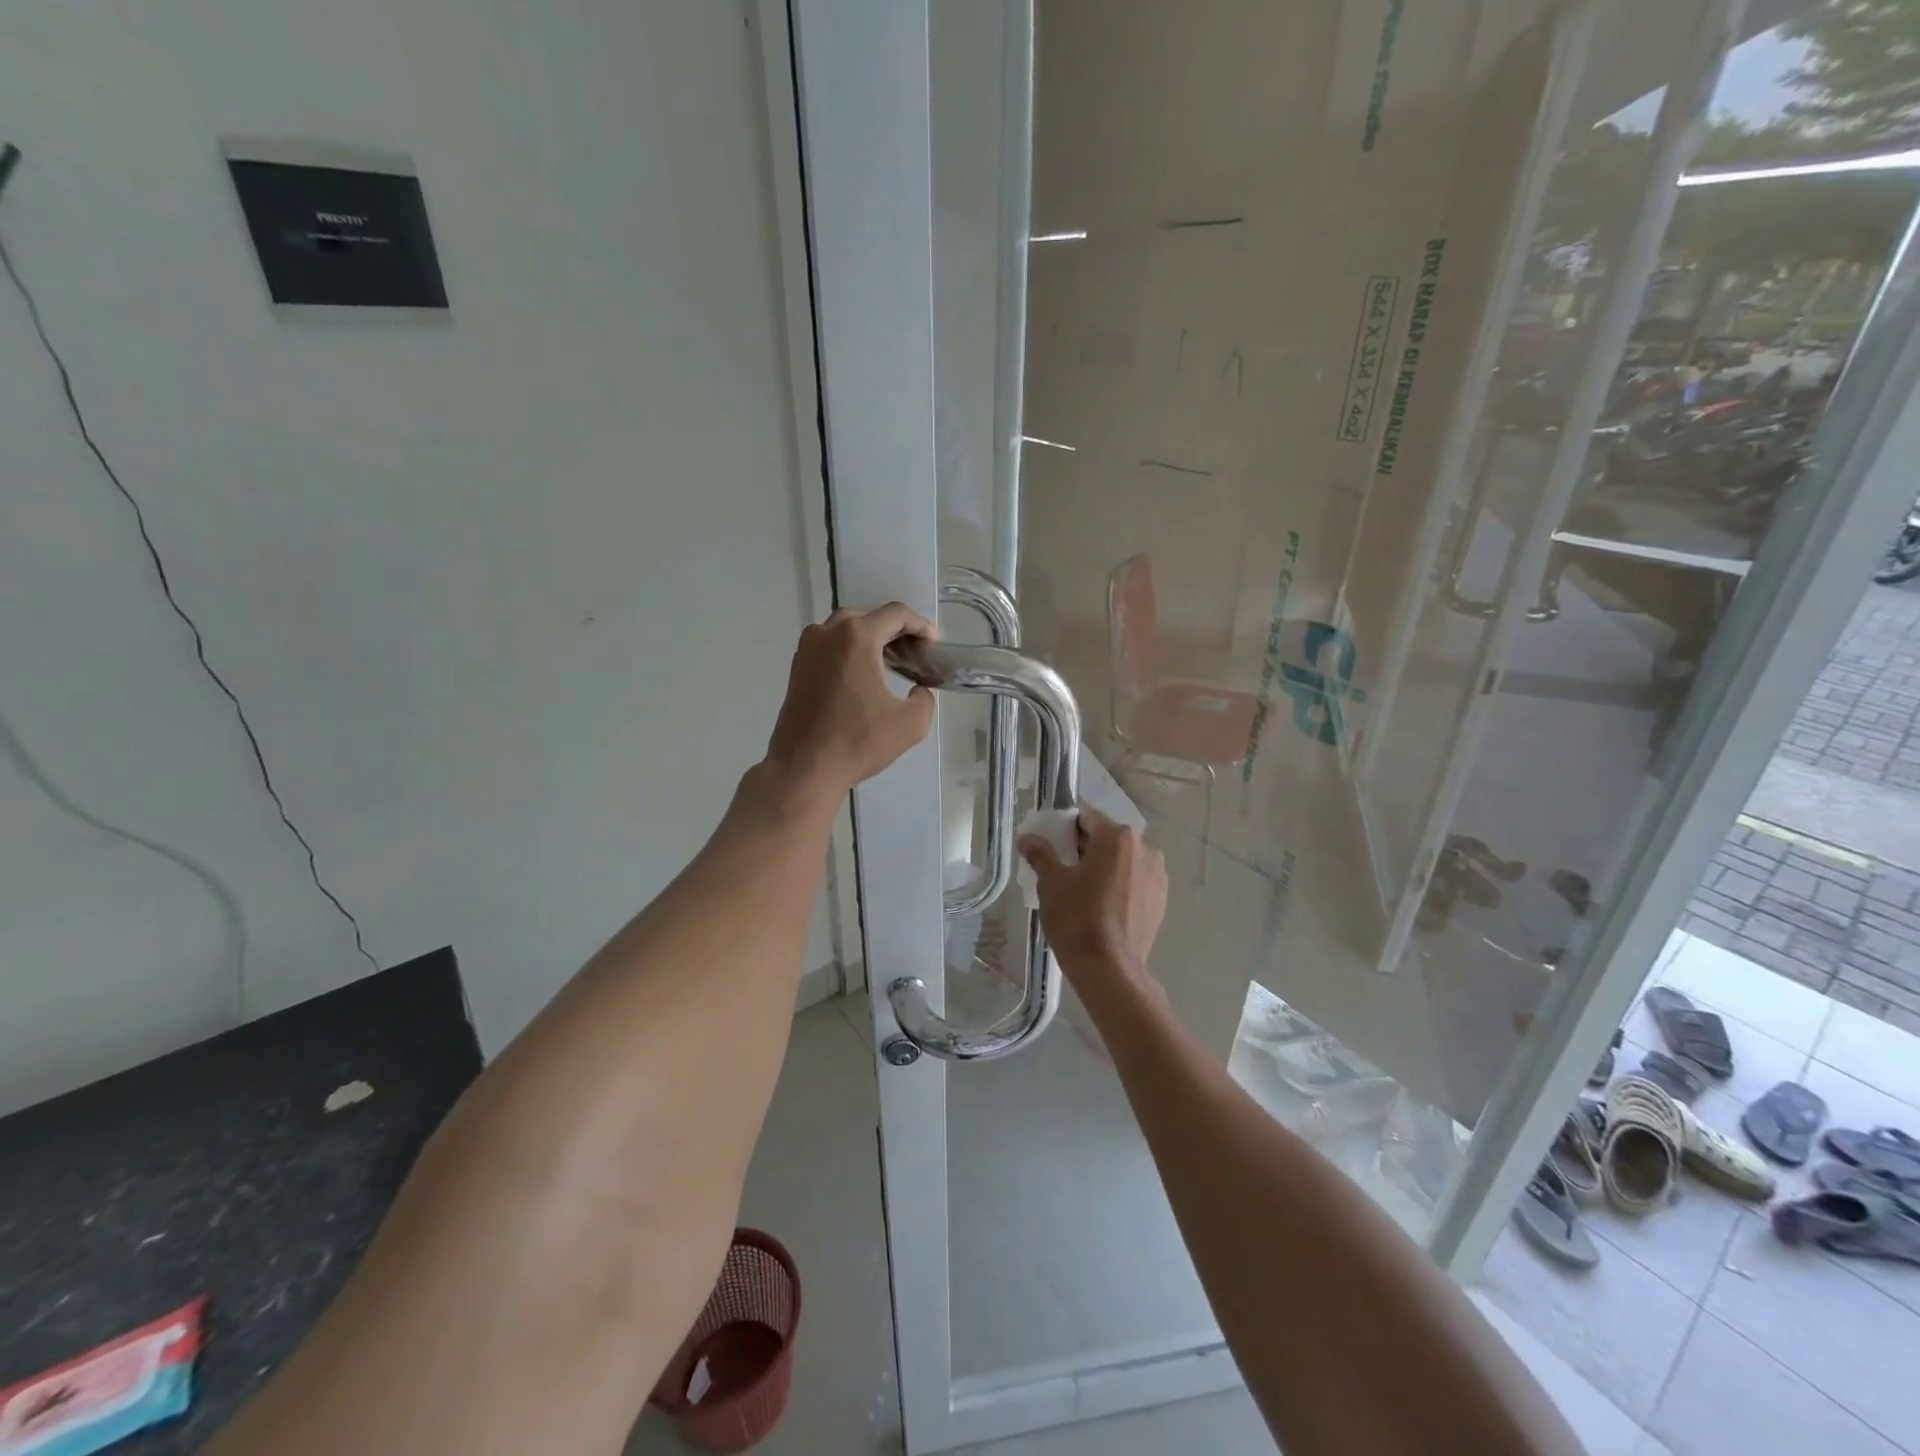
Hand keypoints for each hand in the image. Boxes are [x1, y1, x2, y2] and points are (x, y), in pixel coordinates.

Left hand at [763, 603, 936, 808]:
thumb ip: (925, 699)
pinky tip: (862, 675)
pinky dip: (848, 651)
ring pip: (844, 629)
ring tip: (889, 661)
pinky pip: (828, 646)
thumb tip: (918, 690)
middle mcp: (827, 633)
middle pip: (867, 617)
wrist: (804, 768)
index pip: (895, 614)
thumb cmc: (858, 742)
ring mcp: (807, 649)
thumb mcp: (910, 724)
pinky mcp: (797, 668)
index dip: (920, 625)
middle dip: (893, 629)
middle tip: (913, 652)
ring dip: (869, 638)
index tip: (933, 642)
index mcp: (857, 637)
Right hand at [1019, 807, 1167, 987]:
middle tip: (1063, 868)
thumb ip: (1041, 854)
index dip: (1066, 827)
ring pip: (1123, 860)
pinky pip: (1135, 880)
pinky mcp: (1161, 899)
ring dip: (1105, 866)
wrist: (1109, 969)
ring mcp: (1157, 875)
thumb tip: (1027, 838)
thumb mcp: (1051, 883)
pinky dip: (1119, 884)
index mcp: (1117, 837)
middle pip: (1107, 837)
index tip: (1052, 844)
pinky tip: (1103, 905)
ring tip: (1083, 889)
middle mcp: (1144, 848)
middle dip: (1085, 847)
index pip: (1086, 817)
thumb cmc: (1077, 918)